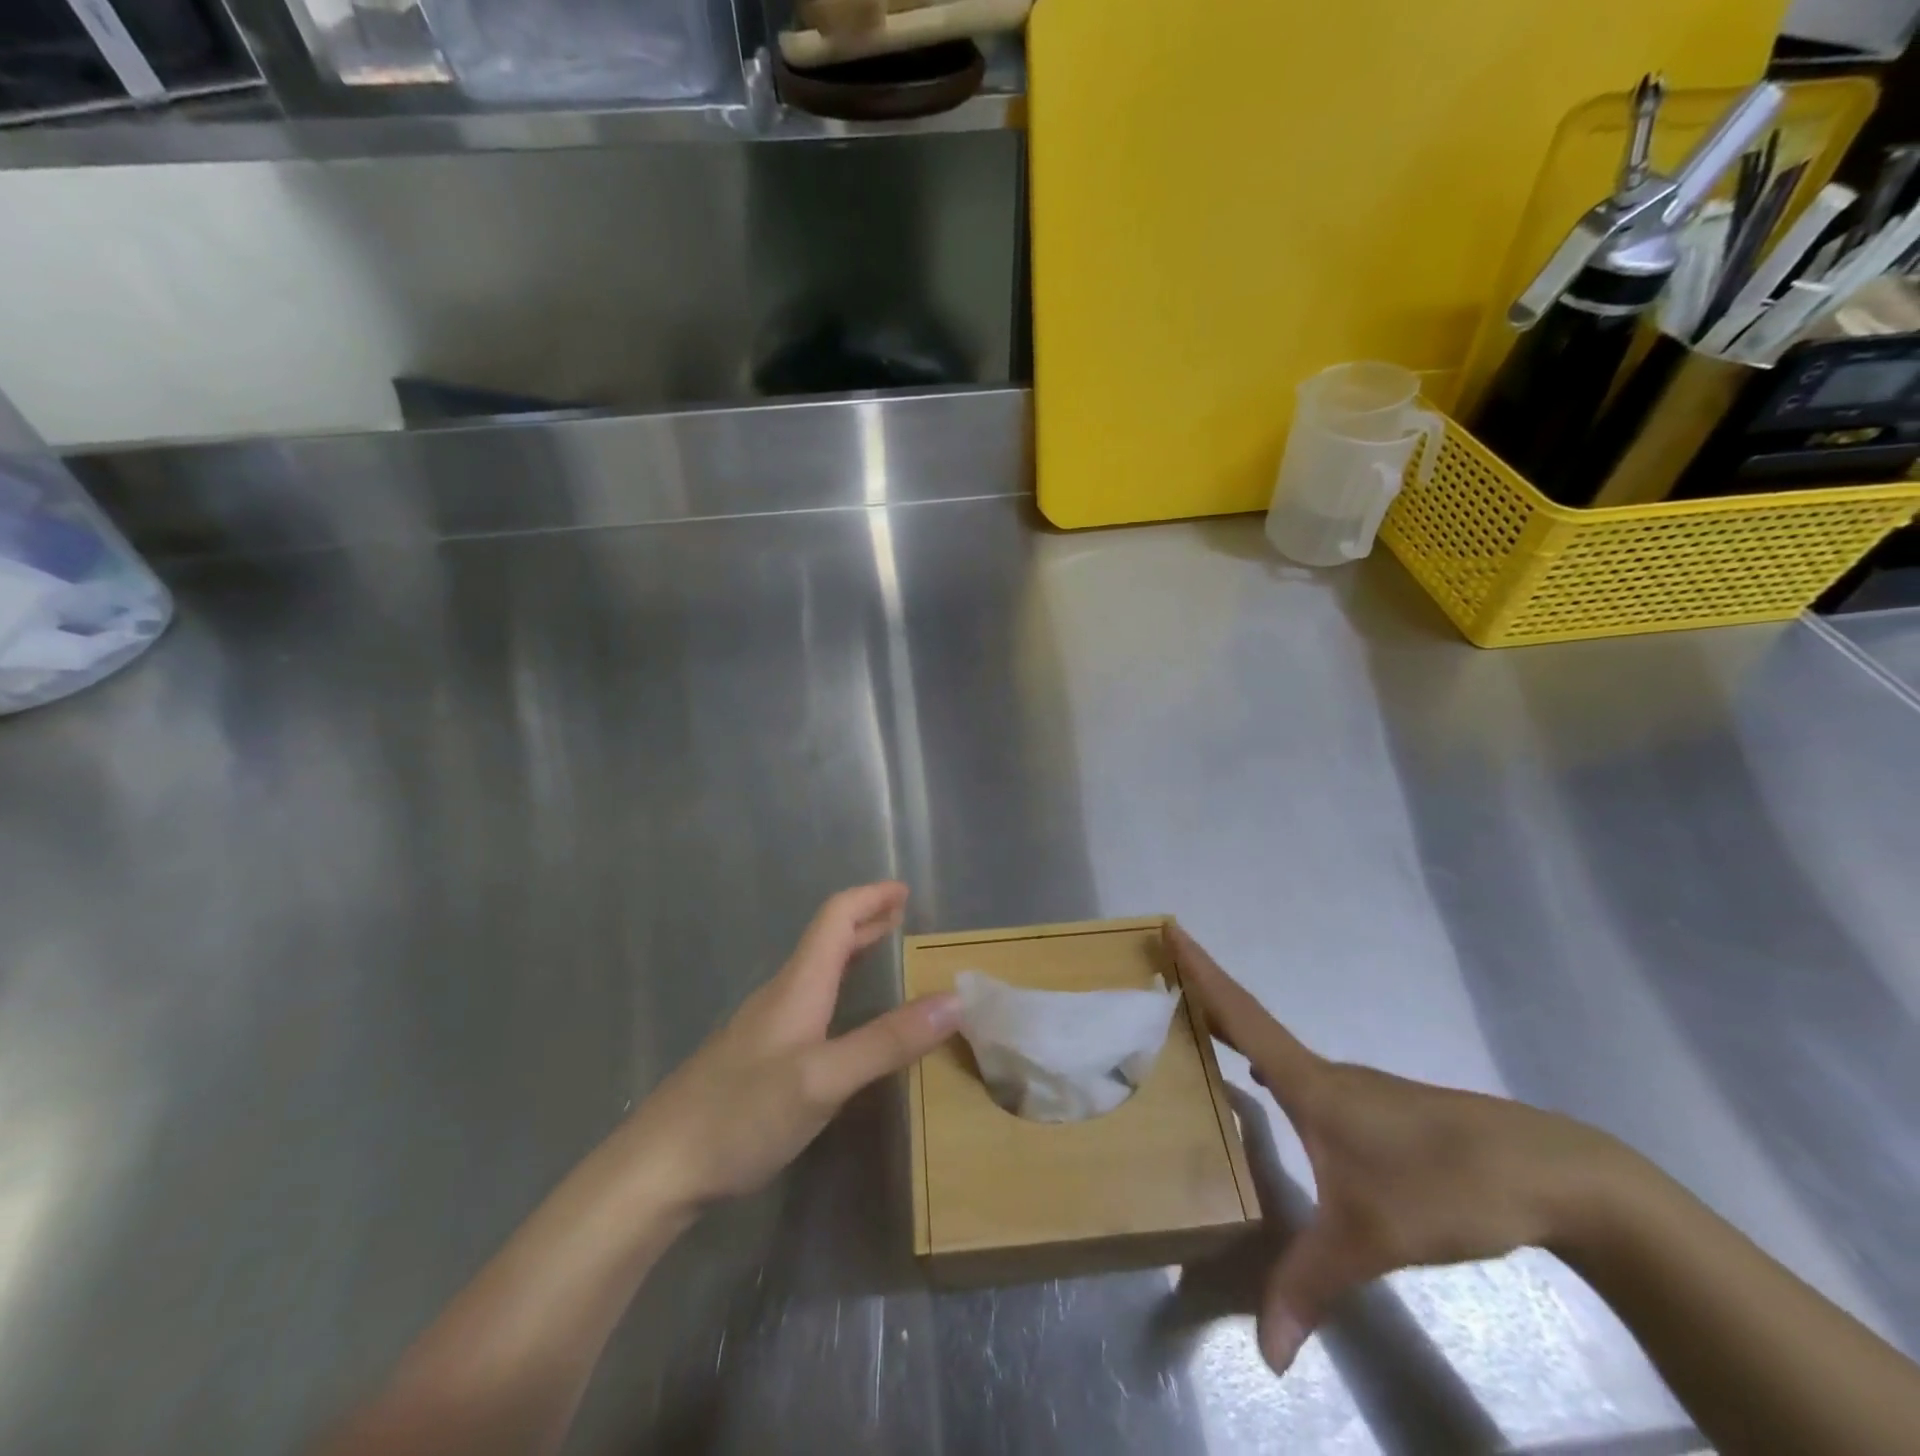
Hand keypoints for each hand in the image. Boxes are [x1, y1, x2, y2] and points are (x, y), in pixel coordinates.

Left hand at [628, 883, 961, 1211]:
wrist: (657, 1169)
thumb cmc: (741, 1115)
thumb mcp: (824, 1079)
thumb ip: (888, 1041)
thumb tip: (954, 1000)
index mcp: (797, 986)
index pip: (835, 918)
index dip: (870, 898)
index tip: (905, 891)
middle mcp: (780, 996)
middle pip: (826, 940)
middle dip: (866, 920)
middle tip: (902, 916)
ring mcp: (763, 1028)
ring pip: (815, 971)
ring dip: (851, 951)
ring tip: (881, 952)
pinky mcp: (755, 1059)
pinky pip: (807, 1002)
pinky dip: (837, 987)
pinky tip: (840, 1019)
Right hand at [1169, 923, 1622, 1375]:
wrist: (1550, 1174)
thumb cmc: (1445, 1183)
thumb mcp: (1370, 1238)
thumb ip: (1310, 1285)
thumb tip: (1269, 1357)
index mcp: (1308, 1082)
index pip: (1239, 1014)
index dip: (1200, 971)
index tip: (1169, 928)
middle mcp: (1323, 1073)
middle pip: (1248, 1022)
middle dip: (1203, 995)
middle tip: (1160, 974)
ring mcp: (1354, 1089)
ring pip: (1276, 1050)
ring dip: (1232, 1031)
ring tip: (1192, 1031)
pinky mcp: (1378, 1110)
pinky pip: (1300, 1075)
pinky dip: (1265, 1065)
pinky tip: (1263, 1087)